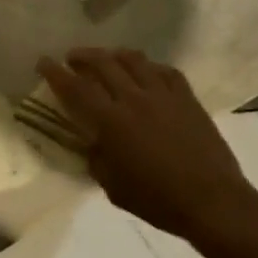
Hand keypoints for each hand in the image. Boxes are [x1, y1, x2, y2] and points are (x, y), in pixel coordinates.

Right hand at [37, 48, 257, 251]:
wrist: (213, 203)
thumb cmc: (158, 201)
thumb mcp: (113, 186)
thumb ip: (97, 158)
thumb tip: (92, 143)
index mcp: (111, 122)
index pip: (75, 88)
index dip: (55, 72)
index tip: (43, 61)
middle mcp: (134, 99)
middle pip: (103, 63)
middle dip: (83, 55)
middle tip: (72, 58)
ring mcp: (163, 95)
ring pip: (134, 59)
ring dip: (114, 55)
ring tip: (107, 59)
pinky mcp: (187, 98)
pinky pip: (165, 71)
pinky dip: (149, 67)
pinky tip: (146, 73)